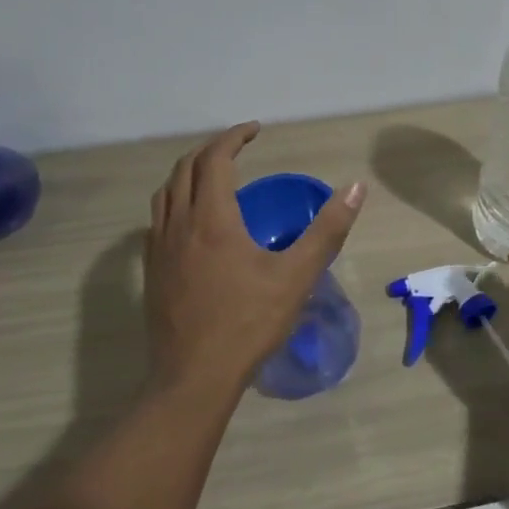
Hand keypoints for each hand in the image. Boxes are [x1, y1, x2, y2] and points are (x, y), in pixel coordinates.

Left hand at [143, 123, 364, 394]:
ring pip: (165, 193)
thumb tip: (356, 188)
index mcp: (212, 219)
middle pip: (185, 169)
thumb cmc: (248, 324)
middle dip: (211, 149)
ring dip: (188, 173)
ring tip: (213, 175)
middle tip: (238, 147)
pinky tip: (193, 221)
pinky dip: (175, 201)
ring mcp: (158, 250)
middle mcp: (179, 225)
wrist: (194, 379)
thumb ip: (328, 230)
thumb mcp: (297, 275)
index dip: (235, 138)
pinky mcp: (151, 272)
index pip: (216, 159)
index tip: (256, 130)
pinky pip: (157, 219)